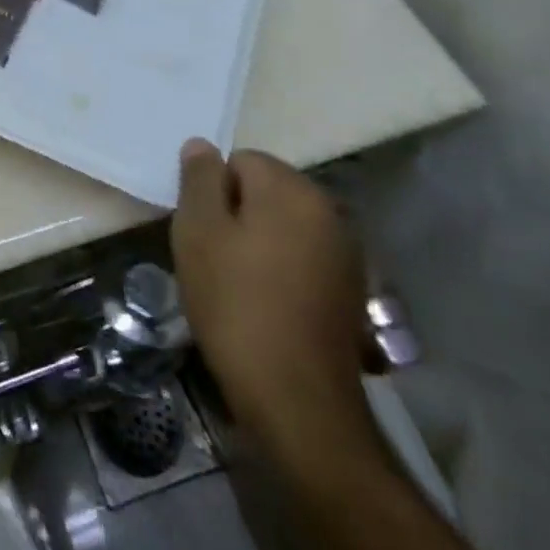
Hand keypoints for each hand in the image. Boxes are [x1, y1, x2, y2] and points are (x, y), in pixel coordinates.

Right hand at [172, 142, 375, 454]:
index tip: (204, 232)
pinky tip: (267, 305)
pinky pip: (303, 258)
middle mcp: (328, 211)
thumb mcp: (198, 231)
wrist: (298, 404)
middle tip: (216, 257)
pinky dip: (283, 270)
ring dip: (261, 243)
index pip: (239, 160)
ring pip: (284, 226)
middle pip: (266, 190)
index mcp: (292, 189)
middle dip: (238, 214)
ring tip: (239, 285)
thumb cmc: (237, 304)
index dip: (214, 192)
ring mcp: (346, 254)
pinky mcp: (351, 292)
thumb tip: (202, 145)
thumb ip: (199, 179)